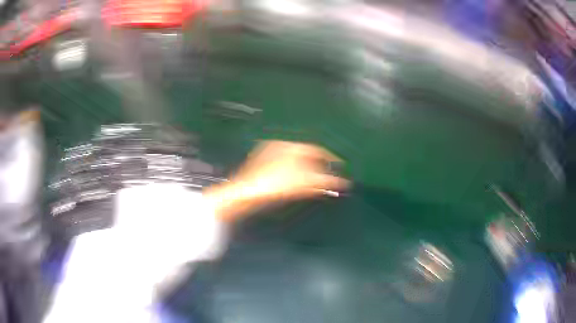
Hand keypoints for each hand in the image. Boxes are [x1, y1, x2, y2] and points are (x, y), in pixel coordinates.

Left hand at [205, 141, 348, 221]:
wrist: (245, 193)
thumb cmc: (275, 185)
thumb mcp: (302, 183)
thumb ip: (324, 182)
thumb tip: (343, 183)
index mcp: (290, 146)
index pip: (316, 149)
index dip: (330, 158)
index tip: (340, 166)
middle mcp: (280, 147)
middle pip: (306, 154)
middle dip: (320, 164)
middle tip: (330, 175)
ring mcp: (269, 156)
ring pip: (295, 160)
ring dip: (308, 169)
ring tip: (317, 180)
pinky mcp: (262, 166)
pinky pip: (286, 166)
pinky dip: (296, 173)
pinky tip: (298, 182)